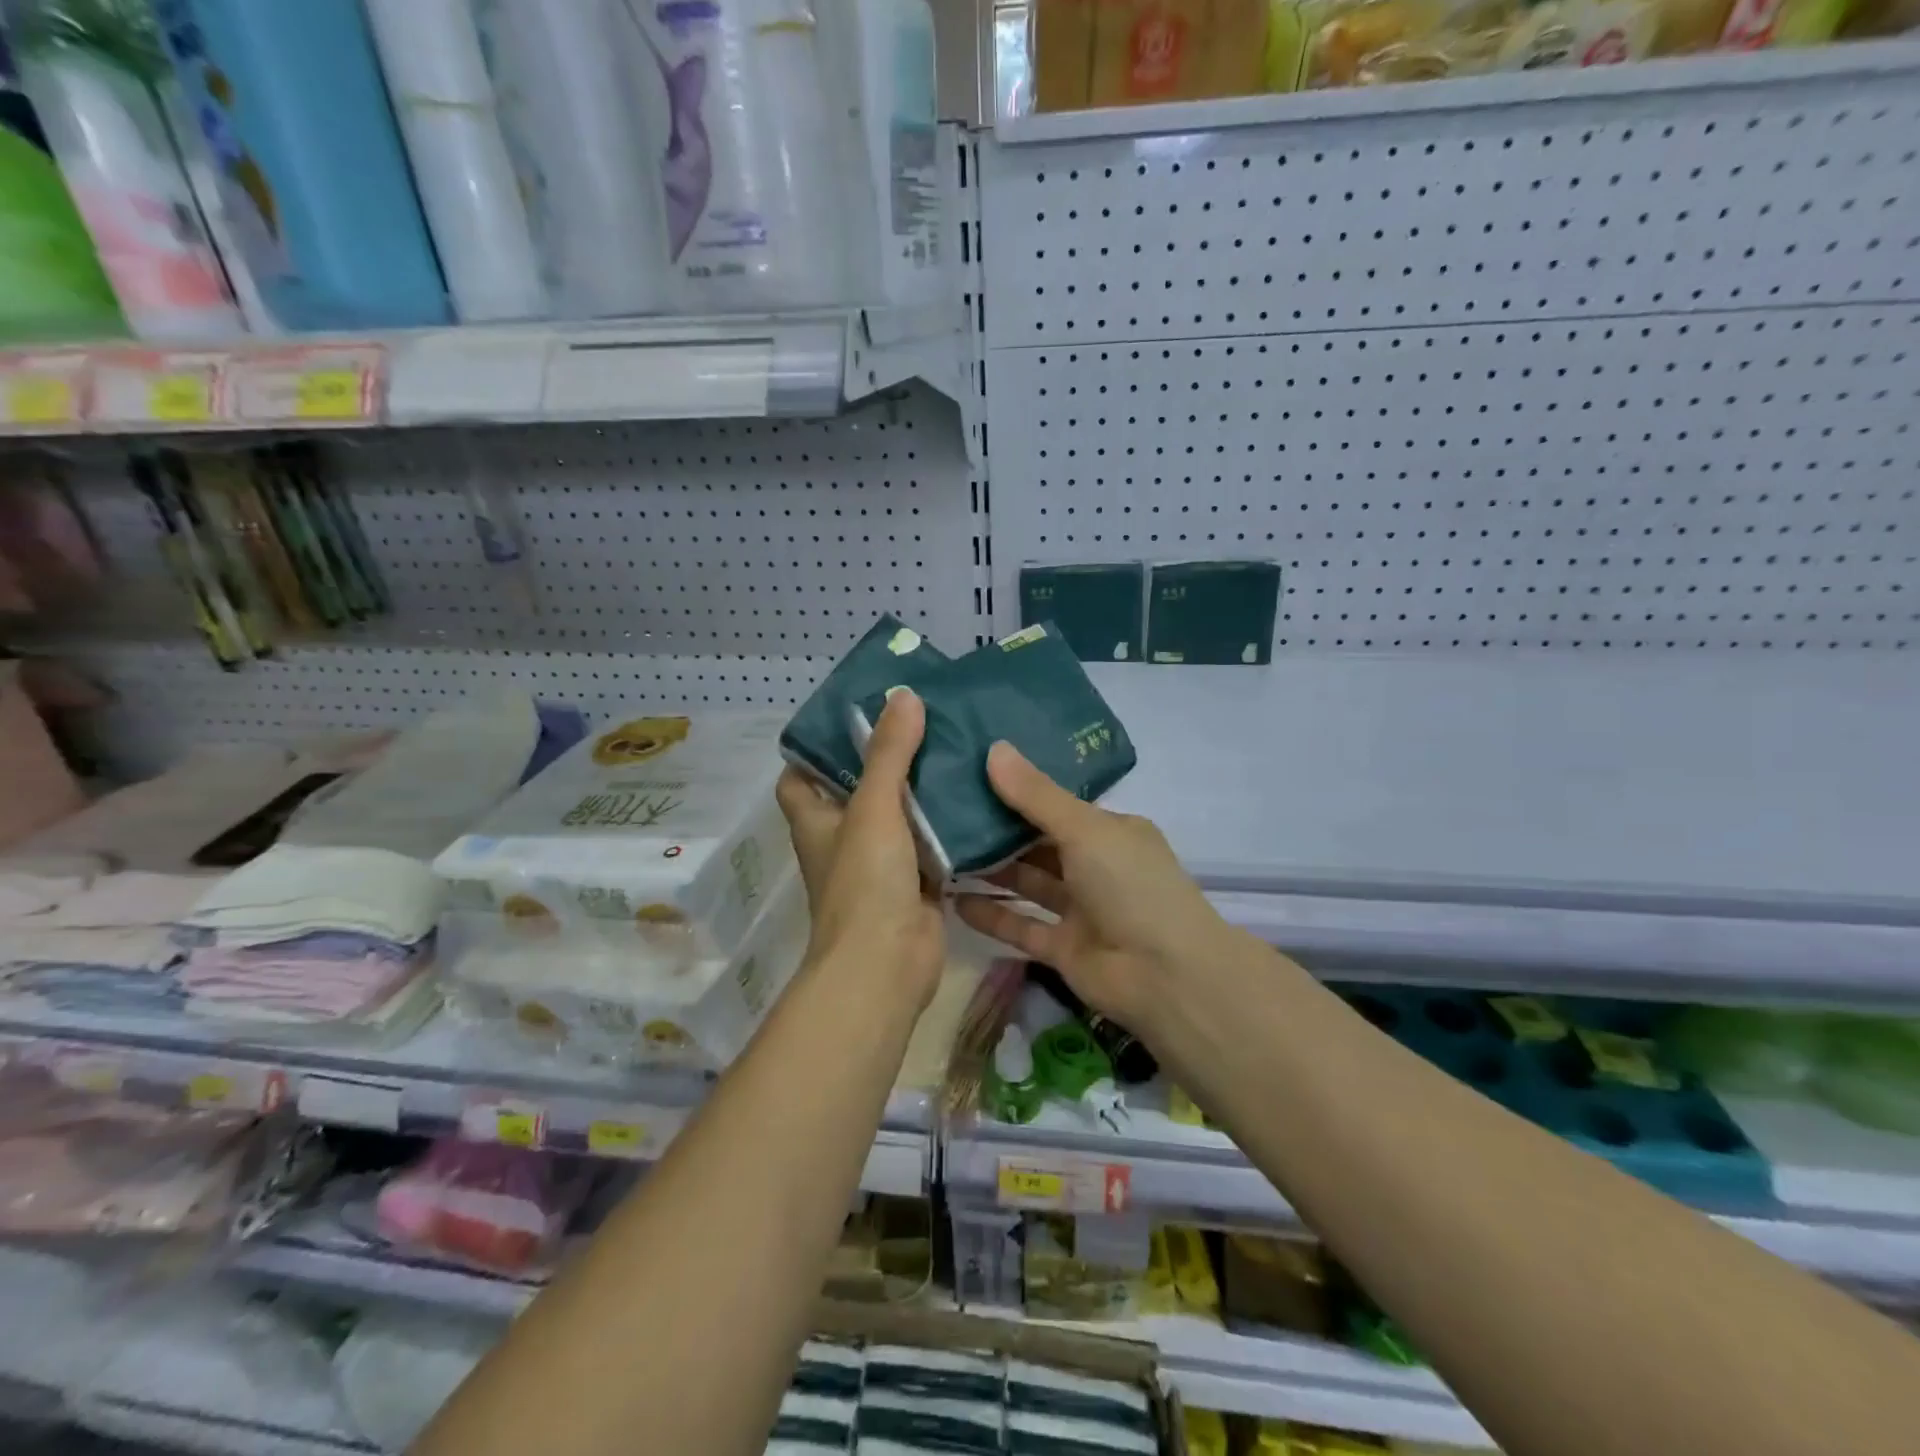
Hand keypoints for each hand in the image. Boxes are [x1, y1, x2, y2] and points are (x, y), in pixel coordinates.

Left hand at [775, 690, 943, 1010]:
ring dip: (920, 791)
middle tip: (920, 722)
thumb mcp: (872, 807)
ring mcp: (880, 863)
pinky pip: (931, 845)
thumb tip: (902, 695)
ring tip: (954, 747)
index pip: (800, 776)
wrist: (887, 964)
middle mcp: (843, 839)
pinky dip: (948, 826)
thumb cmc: (864, 882)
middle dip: (884, 760)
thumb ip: (888, 753)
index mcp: (816, 820)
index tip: (852, 718)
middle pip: (857, 790)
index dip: (815, 749)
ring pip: (899, 816)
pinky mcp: (915, 883)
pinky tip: (976, 797)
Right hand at [955, 742, 1223, 1027]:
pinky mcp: (1063, 948)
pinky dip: (991, 915)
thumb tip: (994, 748)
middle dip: (997, 830)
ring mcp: (1079, 910)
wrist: (1166, 977)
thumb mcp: (1085, 829)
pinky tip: (953, 901)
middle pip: (1038, 844)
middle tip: (944, 812)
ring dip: (990, 871)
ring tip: (940, 852)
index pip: (1057, 806)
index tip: (972, 775)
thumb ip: (1036, 795)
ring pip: (1027, 884)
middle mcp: (1095, 867)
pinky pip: (1020, 926)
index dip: (1018, 791)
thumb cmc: (1130, 886)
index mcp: (1110, 832)